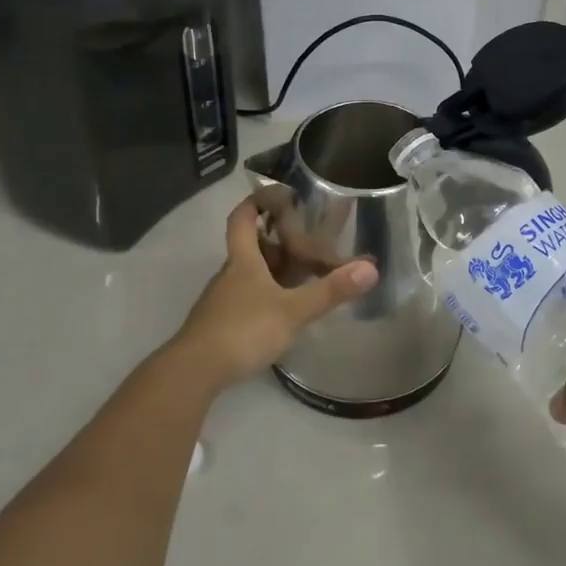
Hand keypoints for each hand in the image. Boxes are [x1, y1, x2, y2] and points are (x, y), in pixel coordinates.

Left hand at [169, 198, 377, 385]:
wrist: (194, 371)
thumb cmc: (243, 330)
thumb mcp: (292, 311)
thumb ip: (330, 290)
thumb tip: (371, 268)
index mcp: (243, 261)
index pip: (242, 218)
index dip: (257, 202)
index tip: (277, 194)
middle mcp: (229, 274)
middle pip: (249, 246)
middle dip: (275, 238)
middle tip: (306, 238)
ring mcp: (221, 301)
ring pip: (248, 274)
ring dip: (272, 269)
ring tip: (302, 274)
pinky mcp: (220, 325)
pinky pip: (246, 298)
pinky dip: (265, 295)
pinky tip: (282, 311)